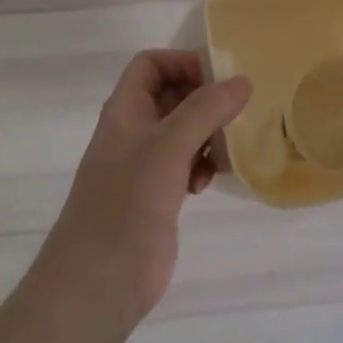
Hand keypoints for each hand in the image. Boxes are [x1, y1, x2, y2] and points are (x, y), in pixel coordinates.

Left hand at [36, 50, 251, 327]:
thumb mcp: (168, 146)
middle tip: (236, 111)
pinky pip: (186, 165)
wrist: (99, 280)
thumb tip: (242, 81)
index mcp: (125, 110)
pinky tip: (208, 183)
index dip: (182, 62)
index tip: (220, 79)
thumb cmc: (128, 202)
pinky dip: (202, 166)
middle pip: (171, 96)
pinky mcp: (157, 196)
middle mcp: (133, 132)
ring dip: (207, 135)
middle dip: (204, 100)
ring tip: (225, 150)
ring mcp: (144, 166)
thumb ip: (205, 110)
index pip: (151, 64)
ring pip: (183, 132)